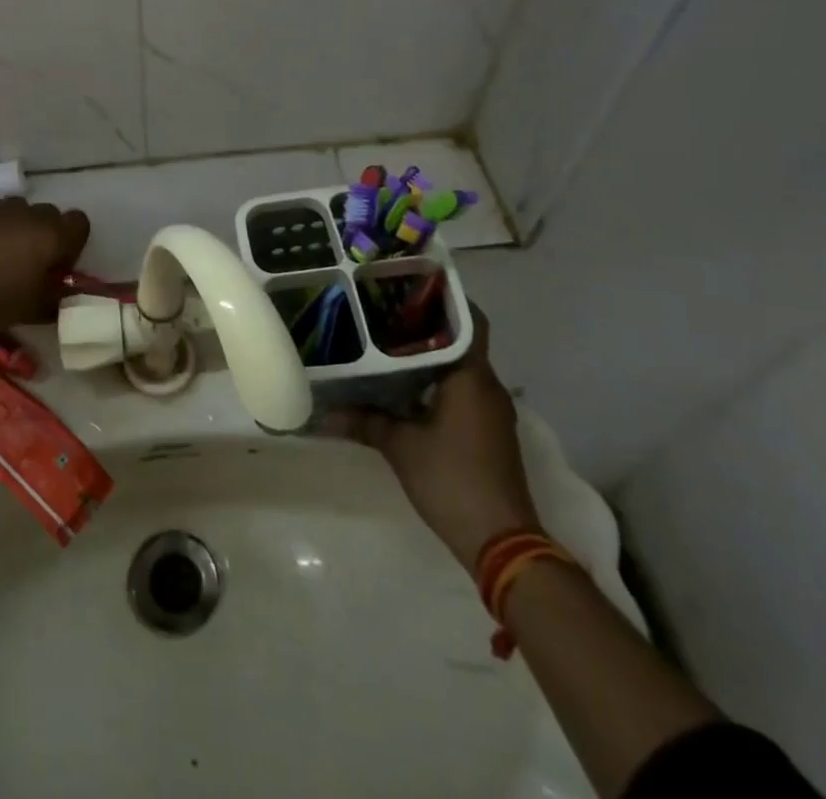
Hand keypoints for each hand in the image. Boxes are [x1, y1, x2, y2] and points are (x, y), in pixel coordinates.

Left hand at [0, 198, 89, 339]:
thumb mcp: (33, 309)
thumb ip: (57, 299)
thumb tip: (67, 295)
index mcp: (50, 234)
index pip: (79, 223)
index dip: (72, 244)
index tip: (56, 267)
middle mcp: (26, 213)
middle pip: (48, 215)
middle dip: (44, 235)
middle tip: (28, 265)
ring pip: (16, 213)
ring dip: (15, 230)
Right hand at [323, 309, 539, 570]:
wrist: (502, 543)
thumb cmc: (453, 480)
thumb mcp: (400, 447)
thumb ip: (364, 421)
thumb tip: (322, 411)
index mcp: (472, 377)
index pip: (467, 320)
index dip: (442, 297)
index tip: (408, 282)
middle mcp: (487, 386)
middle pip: (459, 340)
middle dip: (425, 323)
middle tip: (382, 308)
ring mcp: (490, 410)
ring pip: (459, 366)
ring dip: (429, 354)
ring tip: (385, 340)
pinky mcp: (487, 430)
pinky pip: (460, 389)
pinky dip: (435, 380)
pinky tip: (402, 384)